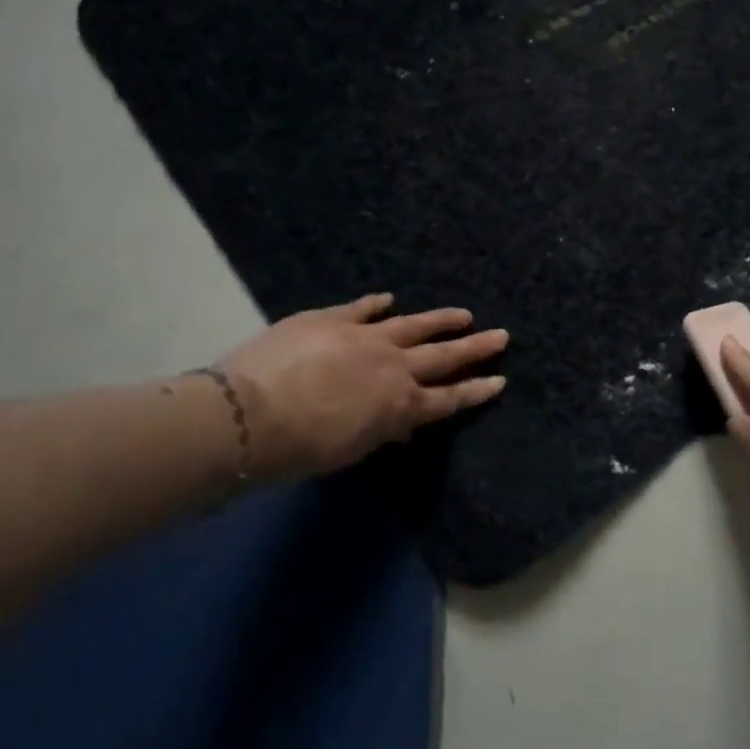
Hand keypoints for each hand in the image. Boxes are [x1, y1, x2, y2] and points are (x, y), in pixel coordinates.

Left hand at [217, 293, 507, 478]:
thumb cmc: (299, 449)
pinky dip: (377, 303)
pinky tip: (390, 298)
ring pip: (414, 325)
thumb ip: (380, 430)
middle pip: (443, 357)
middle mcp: (393, 367)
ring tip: (464, 314)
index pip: (449, 398)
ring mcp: (365, 337)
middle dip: (475, 348)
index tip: (500, 380)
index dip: (476, 390)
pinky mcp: (332, 319)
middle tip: (500, 336)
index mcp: (399, 405)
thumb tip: (399, 420)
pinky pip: (362, 307)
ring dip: (440, 320)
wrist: (249, 414)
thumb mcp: (350, 450)